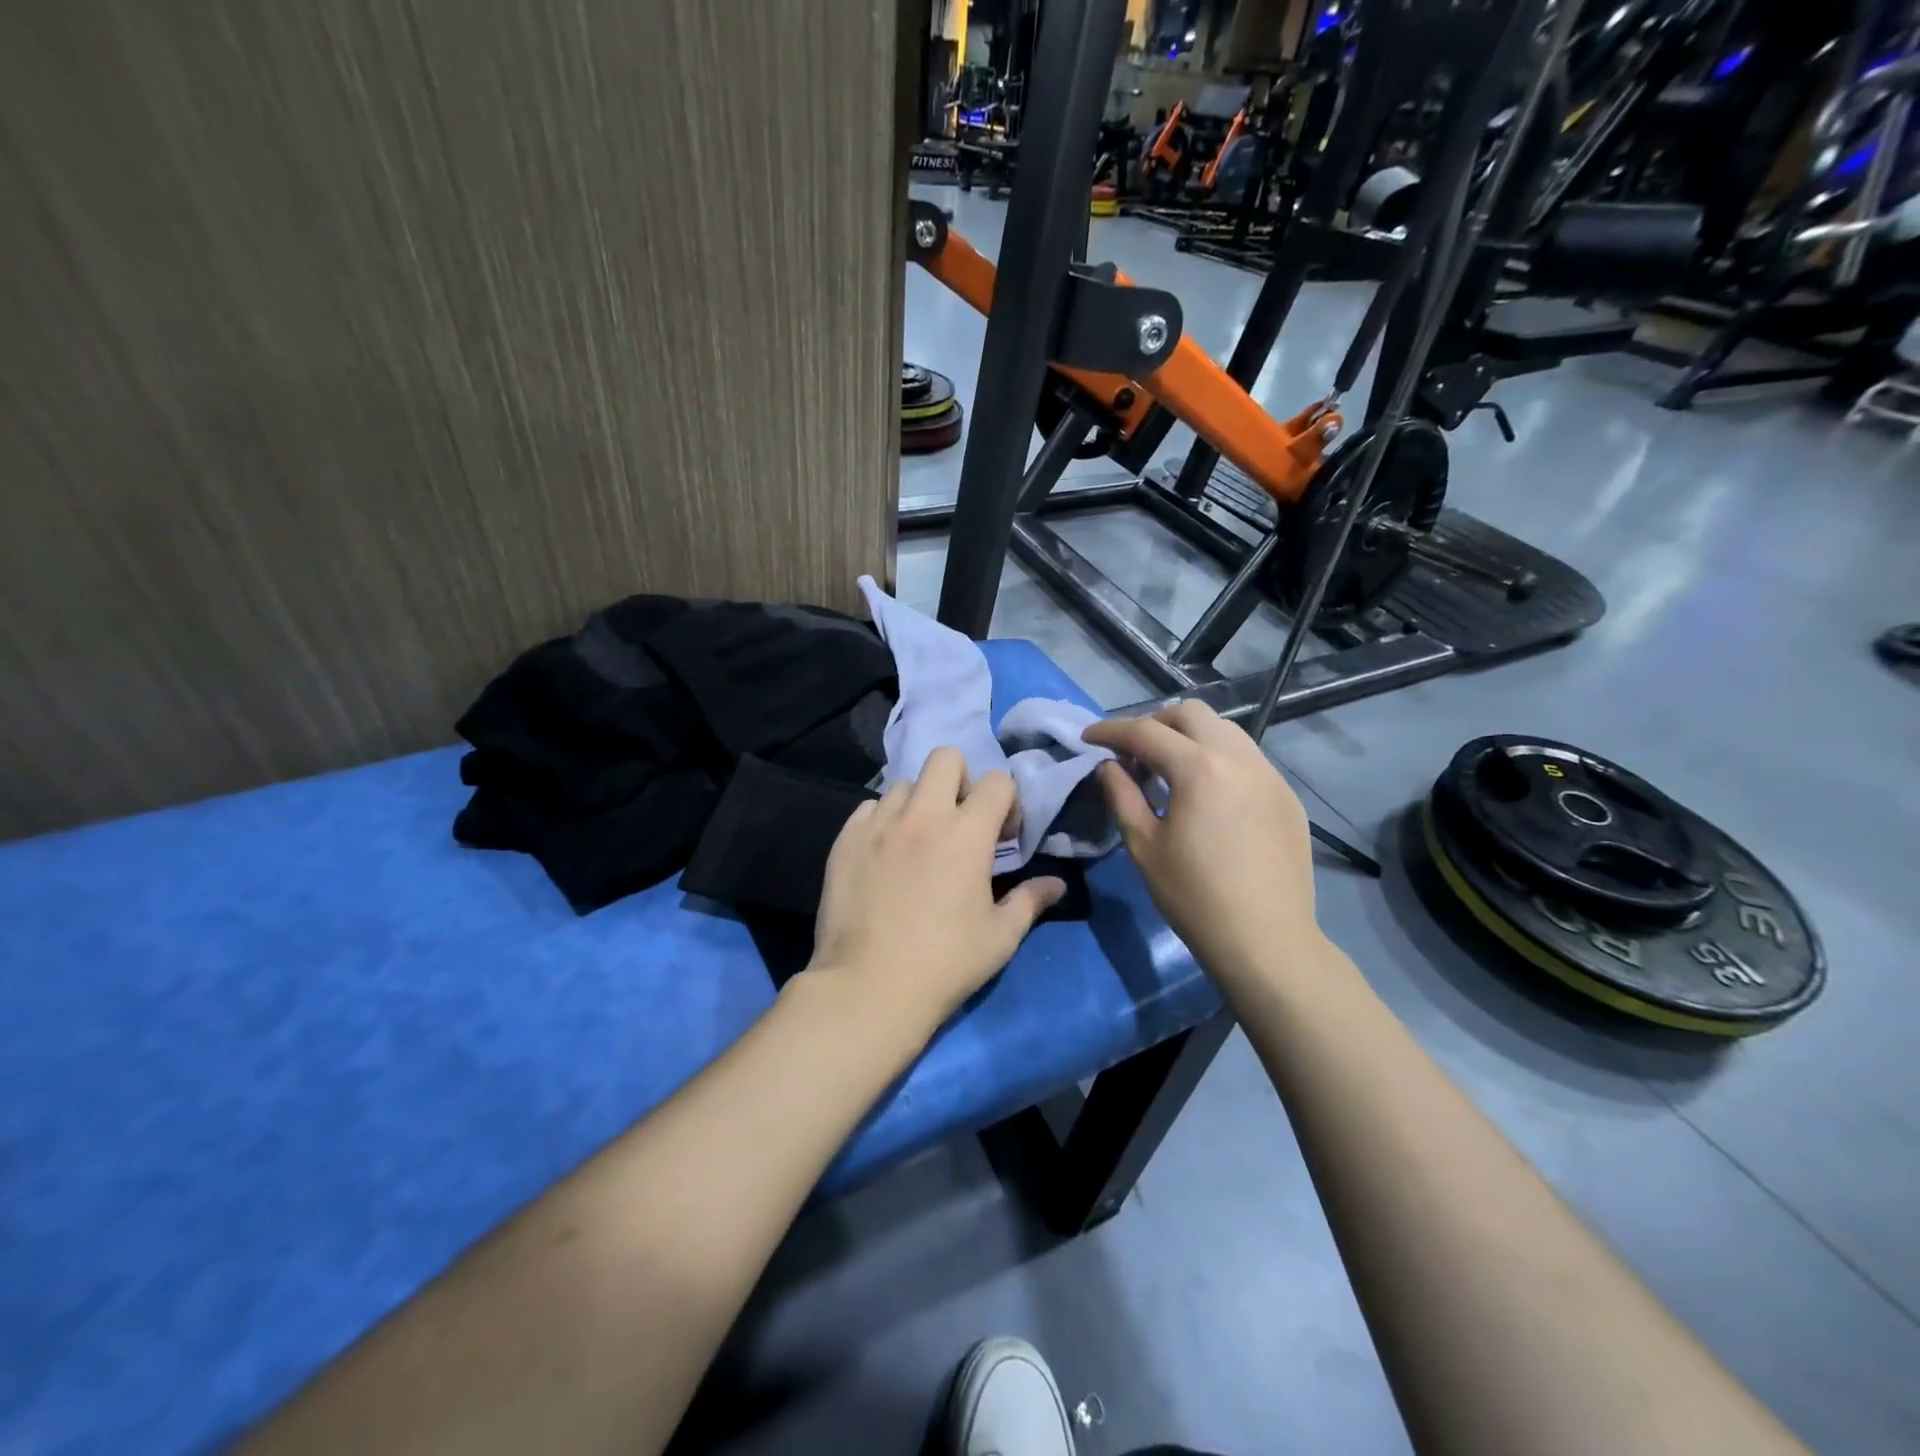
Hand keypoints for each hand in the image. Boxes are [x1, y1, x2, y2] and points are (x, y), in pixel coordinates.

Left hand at [805, 747, 1064, 1044]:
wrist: (868, 988)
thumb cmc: (945, 964)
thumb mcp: (1000, 937)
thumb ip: (1030, 901)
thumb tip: (1057, 884)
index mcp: (967, 833)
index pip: (997, 781)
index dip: (1007, 802)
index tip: (1003, 835)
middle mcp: (923, 815)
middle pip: (946, 757)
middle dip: (961, 780)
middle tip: (960, 821)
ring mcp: (879, 824)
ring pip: (903, 783)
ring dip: (919, 803)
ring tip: (918, 840)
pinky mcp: (846, 839)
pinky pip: (869, 808)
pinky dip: (883, 820)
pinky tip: (885, 853)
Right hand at [1083, 701, 1323, 994]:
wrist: (1266, 941)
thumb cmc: (1194, 896)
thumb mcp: (1144, 846)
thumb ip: (1121, 795)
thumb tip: (1108, 766)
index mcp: (1200, 768)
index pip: (1146, 731)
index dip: (1111, 731)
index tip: (1088, 738)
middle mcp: (1240, 758)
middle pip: (1190, 714)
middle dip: (1154, 723)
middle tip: (1132, 754)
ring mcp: (1270, 775)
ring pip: (1224, 731)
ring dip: (1189, 738)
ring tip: (1169, 771)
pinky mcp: (1286, 796)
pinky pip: (1247, 758)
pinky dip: (1218, 760)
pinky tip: (1207, 796)